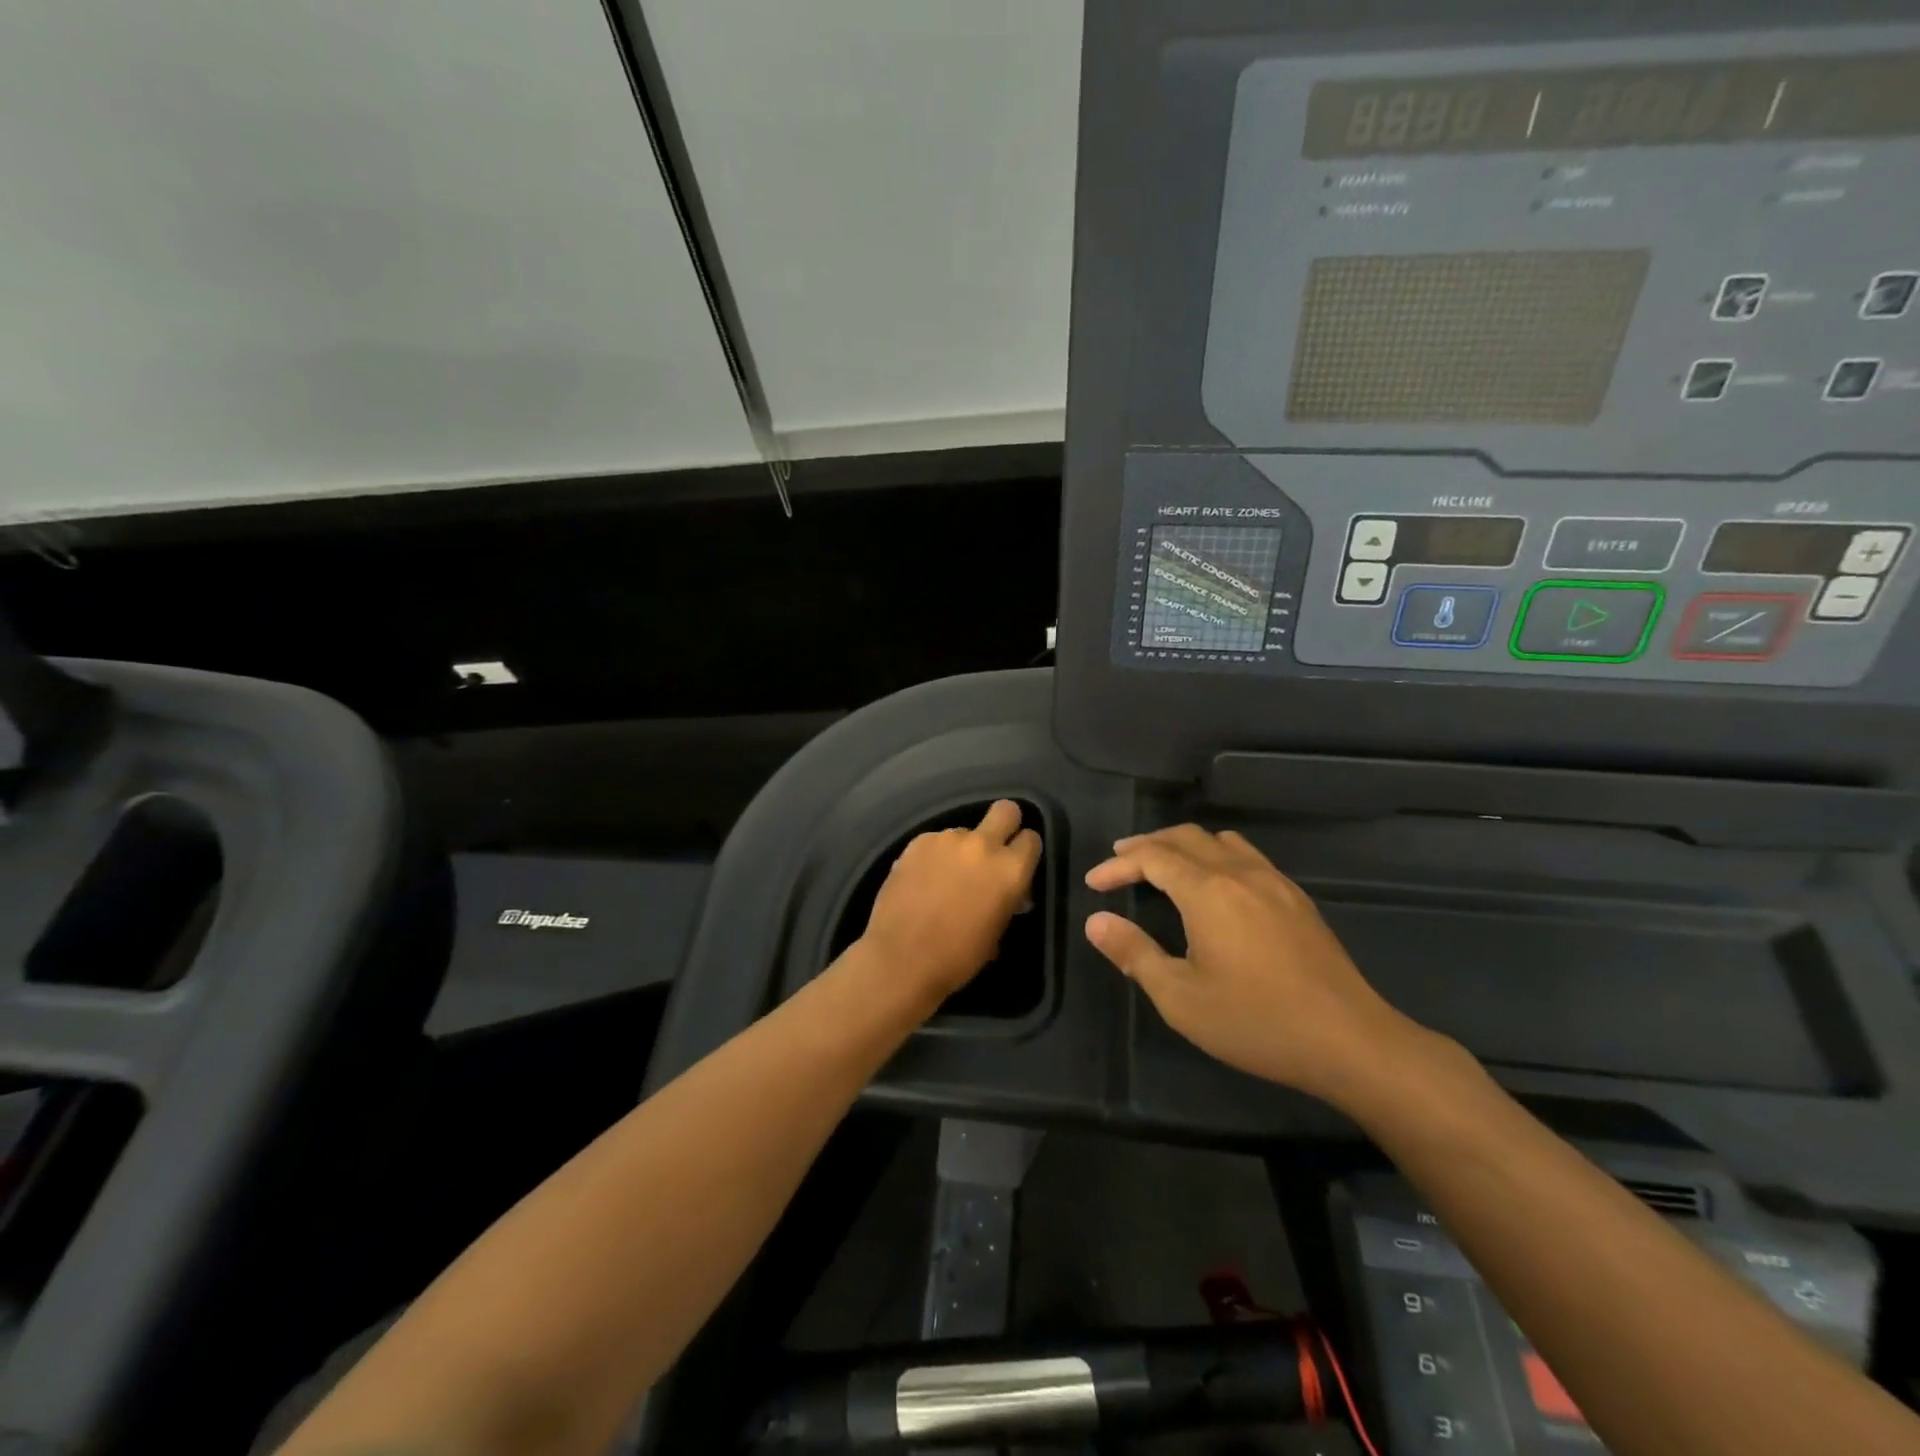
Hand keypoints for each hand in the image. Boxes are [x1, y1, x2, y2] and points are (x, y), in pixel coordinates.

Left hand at [859, 800, 1042, 1010]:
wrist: (902, 958)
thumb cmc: (958, 957)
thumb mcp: (997, 931)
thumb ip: (1007, 900)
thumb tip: (1008, 893)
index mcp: (1010, 870)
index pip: (1032, 839)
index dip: (1024, 851)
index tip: (1016, 864)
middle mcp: (983, 845)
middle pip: (1005, 810)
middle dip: (1004, 823)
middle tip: (992, 848)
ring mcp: (948, 839)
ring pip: (964, 831)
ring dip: (961, 849)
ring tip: (944, 877)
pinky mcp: (918, 841)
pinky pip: (935, 841)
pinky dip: (934, 856)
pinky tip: (922, 880)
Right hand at [1084, 824, 1430, 1106]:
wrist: (1349, 1040)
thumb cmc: (1256, 1021)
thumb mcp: (1181, 997)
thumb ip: (1134, 954)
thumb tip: (1097, 922)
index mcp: (1208, 892)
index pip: (1153, 858)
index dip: (1119, 864)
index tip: (1094, 883)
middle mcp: (1240, 873)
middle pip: (1185, 837)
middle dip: (1147, 845)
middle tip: (1119, 861)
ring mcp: (1274, 882)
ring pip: (1220, 841)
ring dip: (1184, 845)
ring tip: (1163, 865)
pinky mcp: (1297, 899)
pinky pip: (1247, 856)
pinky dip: (1216, 855)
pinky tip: (1215, 886)